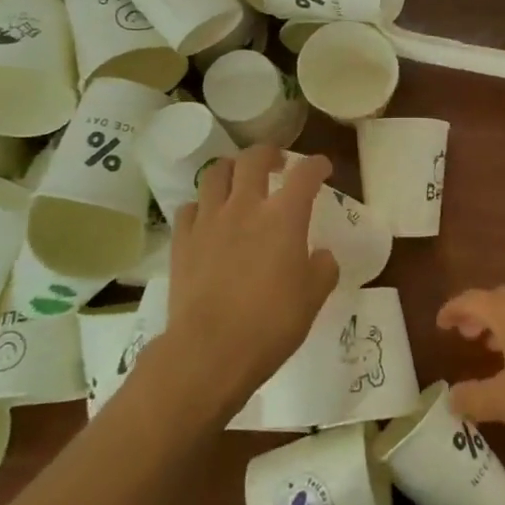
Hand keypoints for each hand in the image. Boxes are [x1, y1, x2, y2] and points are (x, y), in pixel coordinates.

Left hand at [162, 146, 339, 412]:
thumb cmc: (271, 323)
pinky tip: (208, 218)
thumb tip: (321, 256)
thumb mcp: (313, 298)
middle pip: (253, 159)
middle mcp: (245, 207)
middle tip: (277, 162)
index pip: (305, 174)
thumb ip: (323, 269)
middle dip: (269, 153)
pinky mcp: (182, 240)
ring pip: (215, 174)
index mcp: (284, 216)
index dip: (317, 165)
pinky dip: (202, 206)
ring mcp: (209, 221)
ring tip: (238, 180)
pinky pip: (189, 208)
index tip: (322, 168)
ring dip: (231, 170)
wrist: (210, 351)